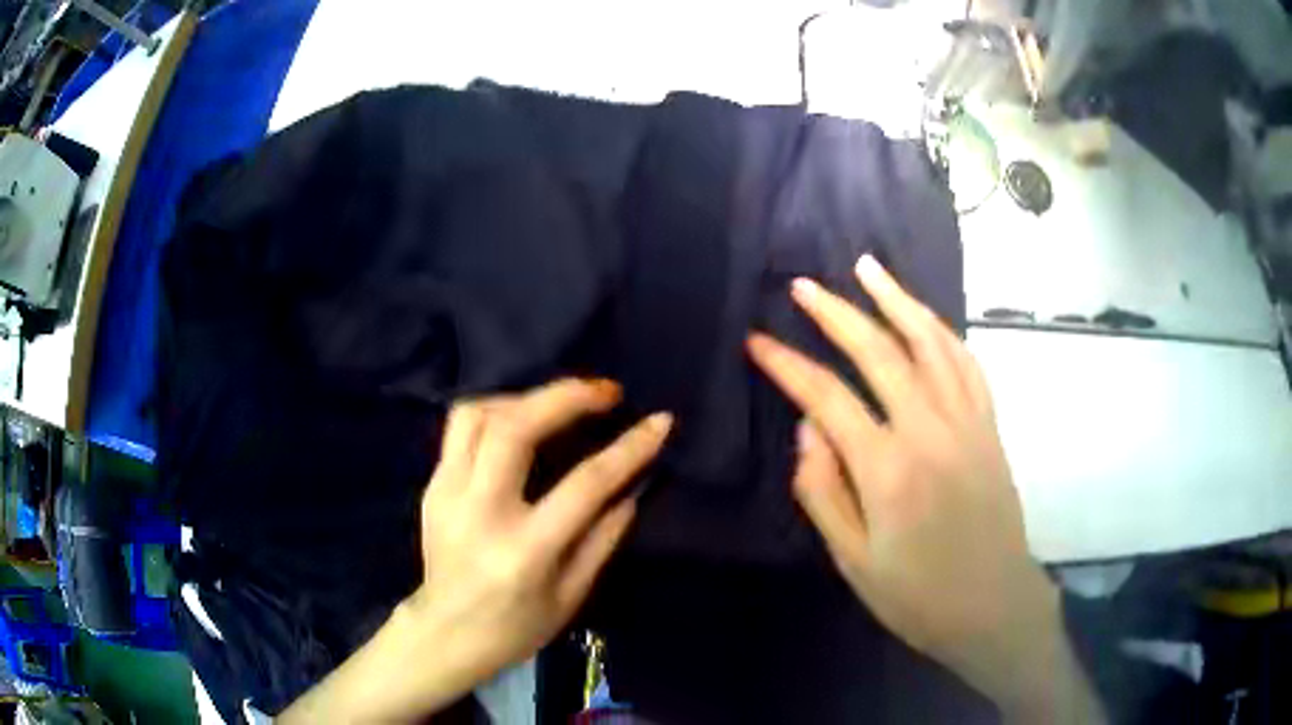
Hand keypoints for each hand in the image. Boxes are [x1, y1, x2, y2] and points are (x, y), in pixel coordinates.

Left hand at [281, 379, 670, 722]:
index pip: (584, 484)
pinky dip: (496, 412)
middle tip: (605, 391)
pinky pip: (460, 428)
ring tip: (558, 405)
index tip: (659, 421)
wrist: (445, 635)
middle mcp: (480, 511)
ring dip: (524, 398)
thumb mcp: (571, 596)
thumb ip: (602, 538)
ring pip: (478, 414)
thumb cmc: (515, 627)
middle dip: (565, 395)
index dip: (628, 448)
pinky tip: (521, 423)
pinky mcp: (431, 485)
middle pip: (515, 427)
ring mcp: (447, 493)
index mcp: (525, 551)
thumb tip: (631, 487)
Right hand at [747, 256, 1101, 722]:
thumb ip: (824, 492)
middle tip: (803, 286)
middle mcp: (930, 430)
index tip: (756, 341)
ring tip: (866, 267)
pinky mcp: (989, 425)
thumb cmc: (918, 595)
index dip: (786, 365)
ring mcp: (967, 421)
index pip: (827, 397)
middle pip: (879, 351)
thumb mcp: (854, 562)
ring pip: (930, 341)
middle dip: (835, 313)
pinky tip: (923, 316)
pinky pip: (966, 362)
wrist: (994, 605)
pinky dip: (942, 330)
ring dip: (896, 298)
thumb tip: (807, 428)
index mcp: (888, 470)